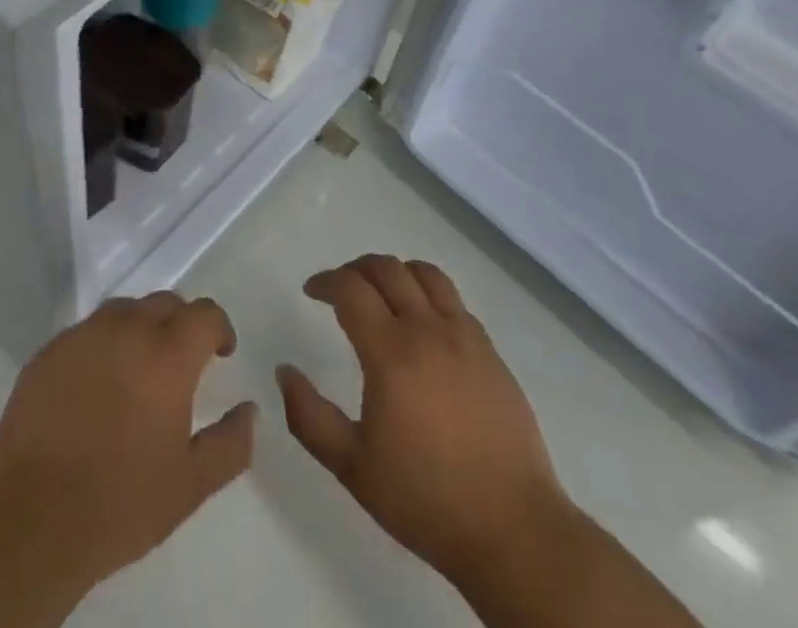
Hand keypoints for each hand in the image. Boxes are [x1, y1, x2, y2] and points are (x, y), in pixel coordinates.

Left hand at [0, 293, 257, 603]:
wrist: (29, 521)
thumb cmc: (119, 504)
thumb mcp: (190, 486)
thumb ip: (230, 444)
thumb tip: (250, 410)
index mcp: (166, 355)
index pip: (204, 314)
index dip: (219, 328)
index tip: (220, 352)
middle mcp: (126, 330)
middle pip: (164, 303)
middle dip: (180, 324)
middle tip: (180, 363)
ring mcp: (82, 336)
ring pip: (123, 311)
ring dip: (140, 328)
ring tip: (137, 370)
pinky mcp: (48, 351)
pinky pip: (86, 332)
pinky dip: (102, 345)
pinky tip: (95, 386)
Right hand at [276, 255, 567, 586]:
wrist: (512, 529)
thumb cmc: (425, 499)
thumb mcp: (352, 467)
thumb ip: (309, 416)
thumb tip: (284, 371)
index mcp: (391, 352)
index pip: (351, 288)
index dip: (326, 281)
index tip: (312, 291)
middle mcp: (427, 330)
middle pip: (387, 269)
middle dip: (356, 269)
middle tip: (340, 288)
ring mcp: (464, 336)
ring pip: (425, 274)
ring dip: (395, 271)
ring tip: (381, 291)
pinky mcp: (490, 351)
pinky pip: (454, 300)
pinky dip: (428, 293)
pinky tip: (423, 322)